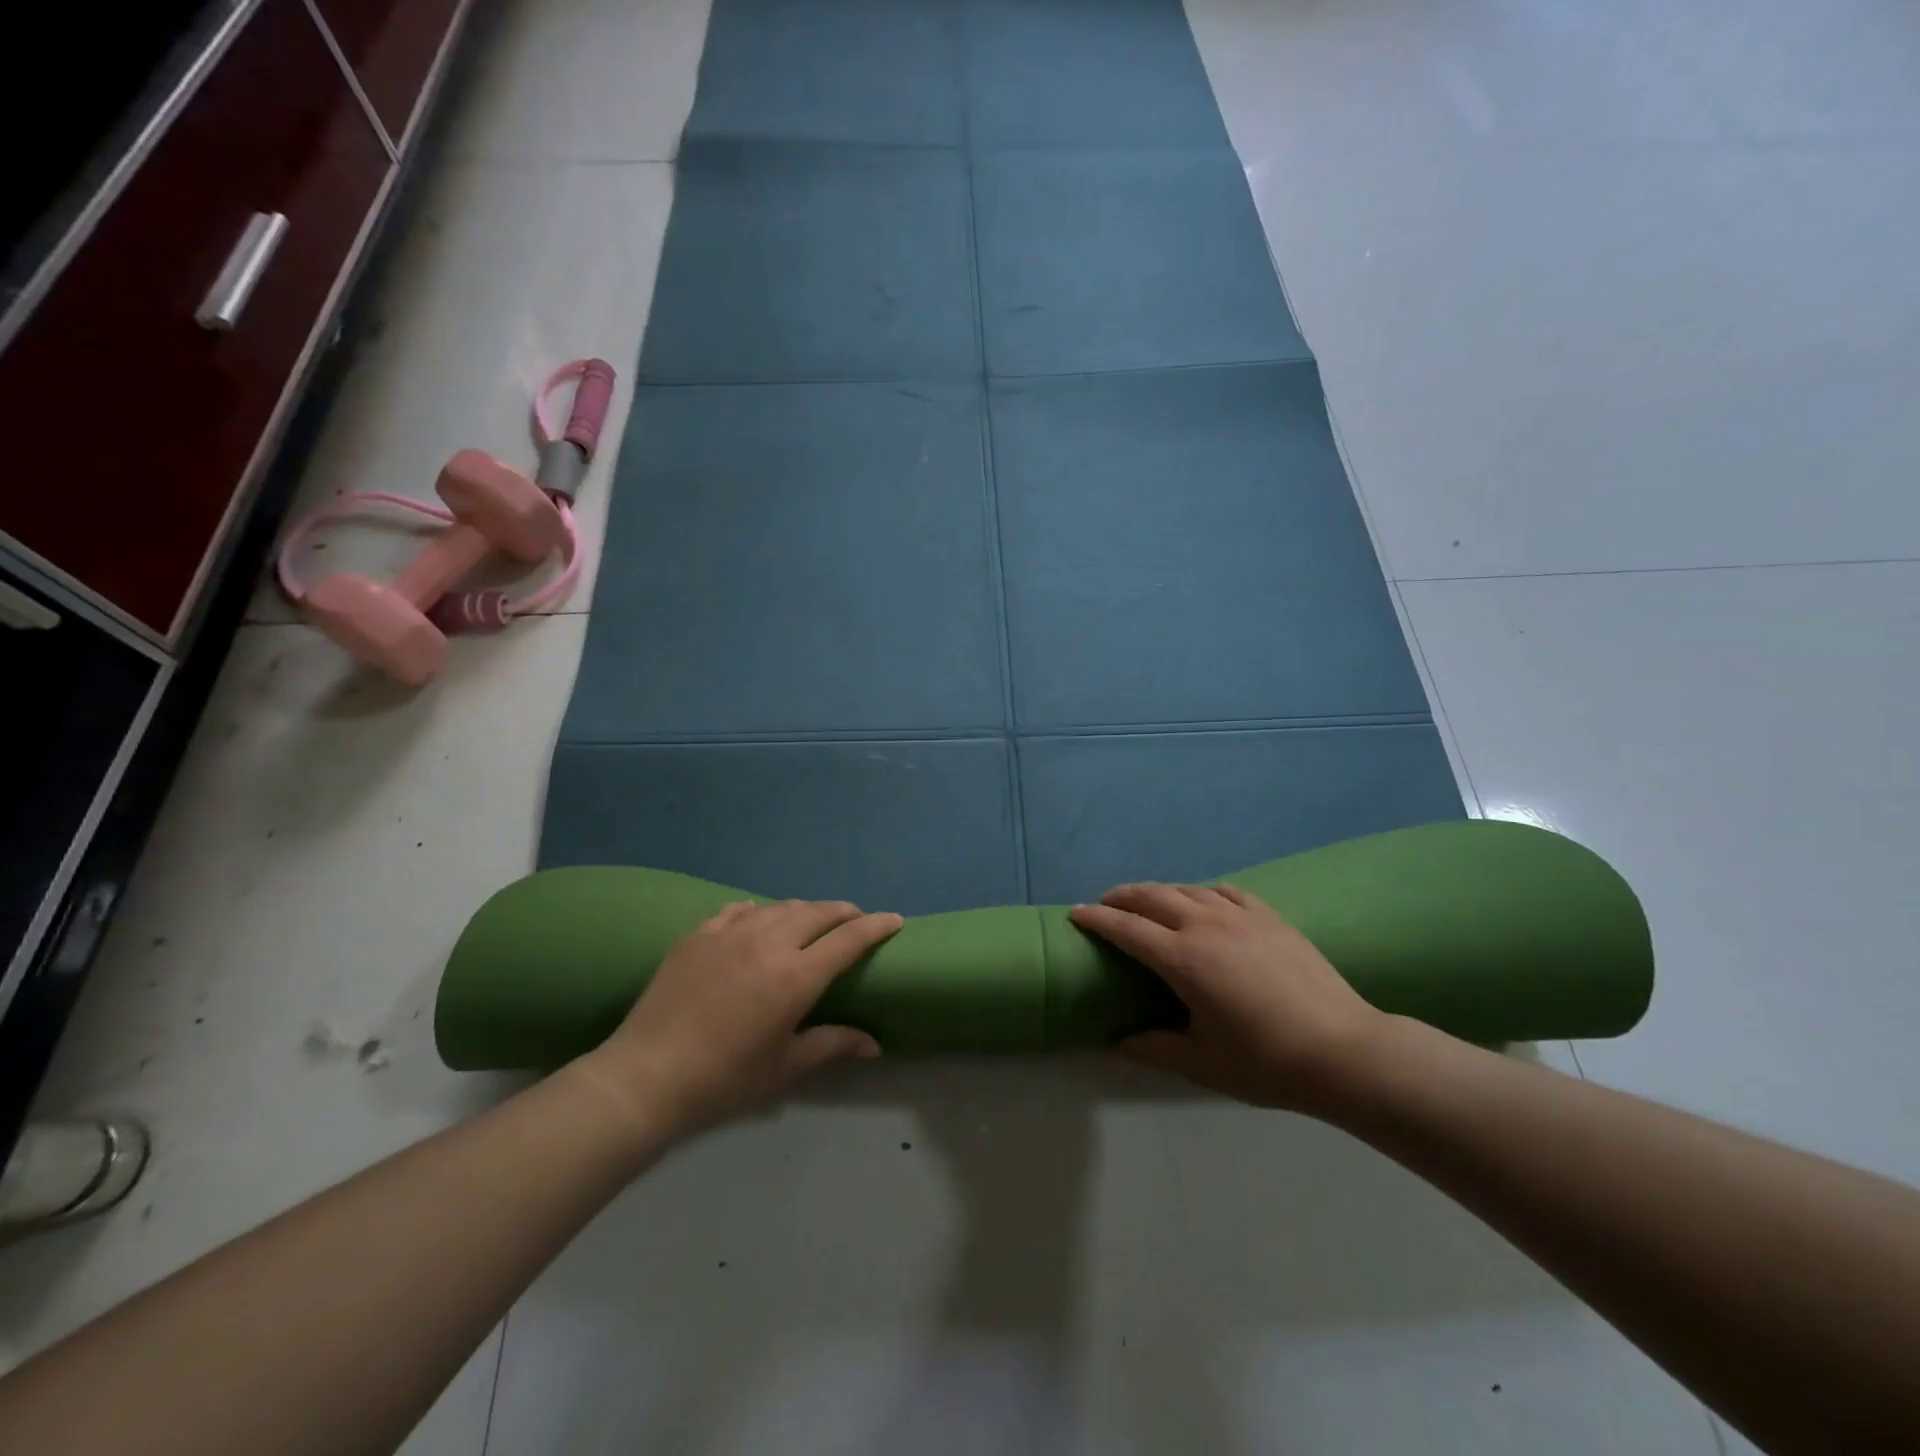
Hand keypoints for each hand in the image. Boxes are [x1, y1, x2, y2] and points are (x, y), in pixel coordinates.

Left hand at [576, 899, 900, 1140]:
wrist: (645, 1077)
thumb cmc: (723, 1080)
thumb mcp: (784, 1066)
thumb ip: (831, 1044)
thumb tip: (874, 1044)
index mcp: (796, 976)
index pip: (849, 939)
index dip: (876, 927)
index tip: (894, 920)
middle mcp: (768, 943)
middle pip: (817, 912)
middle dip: (843, 912)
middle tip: (855, 920)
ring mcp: (730, 933)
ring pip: (780, 907)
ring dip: (805, 910)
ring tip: (812, 921)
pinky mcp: (698, 934)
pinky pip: (739, 910)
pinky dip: (760, 912)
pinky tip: (759, 922)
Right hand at [1070, 884, 1386, 1112]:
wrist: (1344, 1050)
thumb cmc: (1266, 1062)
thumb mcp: (1201, 1063)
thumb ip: (1152, 1048)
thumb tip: (1115, 1042)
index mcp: (1182, 960)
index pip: (1126, 929)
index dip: (1096, 918)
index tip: (1076, 913)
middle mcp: (1205, 926)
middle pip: (1152, 896)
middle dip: (1122, 896)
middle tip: (1106, 904)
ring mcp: (1240, 916)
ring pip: (1187, 889)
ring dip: (1159, 892)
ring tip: (1148, 902)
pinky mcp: (1269, 916)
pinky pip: (1225, 891)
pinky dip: (1202, 892)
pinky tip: (1202, 901)